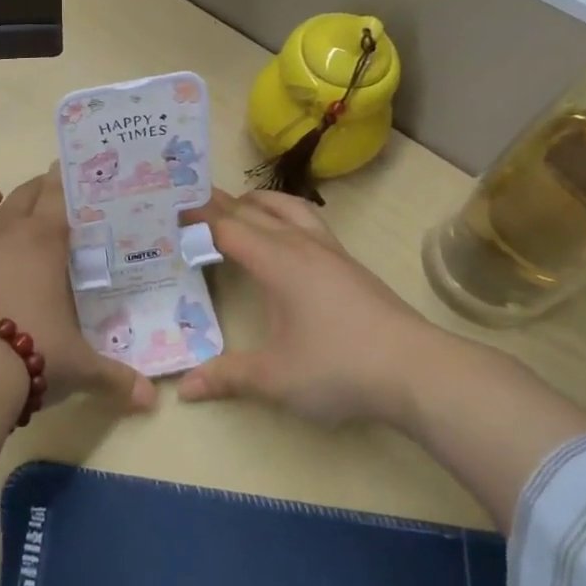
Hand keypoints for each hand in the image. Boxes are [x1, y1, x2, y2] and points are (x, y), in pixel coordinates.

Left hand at [0, 170, 156, 413]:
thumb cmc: (30, 358)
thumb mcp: (80, 369)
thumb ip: (115, 378)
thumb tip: (151, 399)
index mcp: (42, 243)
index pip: (59, 197)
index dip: (65, 181)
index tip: (69, 171)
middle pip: (21, 194)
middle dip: (36, 189)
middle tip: (47, 194)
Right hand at [176, 189, 452, 427]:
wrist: (418, 371)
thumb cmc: (339, 366)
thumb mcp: (276, 378)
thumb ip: (227, 376)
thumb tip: (183, 387)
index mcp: (277, 261)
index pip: (227, 227)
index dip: (196, 217)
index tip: (168, 208)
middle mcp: (301, 245)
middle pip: (253, 211)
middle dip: (219, 203)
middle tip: (188, 198)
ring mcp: (331, 252)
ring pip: (288, 208)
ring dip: (258, 202)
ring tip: (238, 204)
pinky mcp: (350, 266)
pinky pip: (309, 223)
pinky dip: (285, 216)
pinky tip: (287, 236)